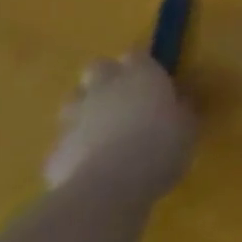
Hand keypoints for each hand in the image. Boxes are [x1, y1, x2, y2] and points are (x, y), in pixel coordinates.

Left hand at [44, 52, 196, 202]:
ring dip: (83, 109)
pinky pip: (63, 143)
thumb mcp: (187, 126)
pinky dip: (73, 148)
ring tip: (100, 129)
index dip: (140, 64)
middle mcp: (105, 87)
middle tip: (120, 97)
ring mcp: (74, 118)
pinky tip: (86, 165)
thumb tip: (179, 104)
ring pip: (73, 101)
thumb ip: (180, 110)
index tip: (149, 77)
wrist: (109, 188)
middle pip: (97, 68)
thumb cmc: (160, 146)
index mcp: (141, 74)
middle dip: (104, 78)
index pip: (136, 54)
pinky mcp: (53, 152)